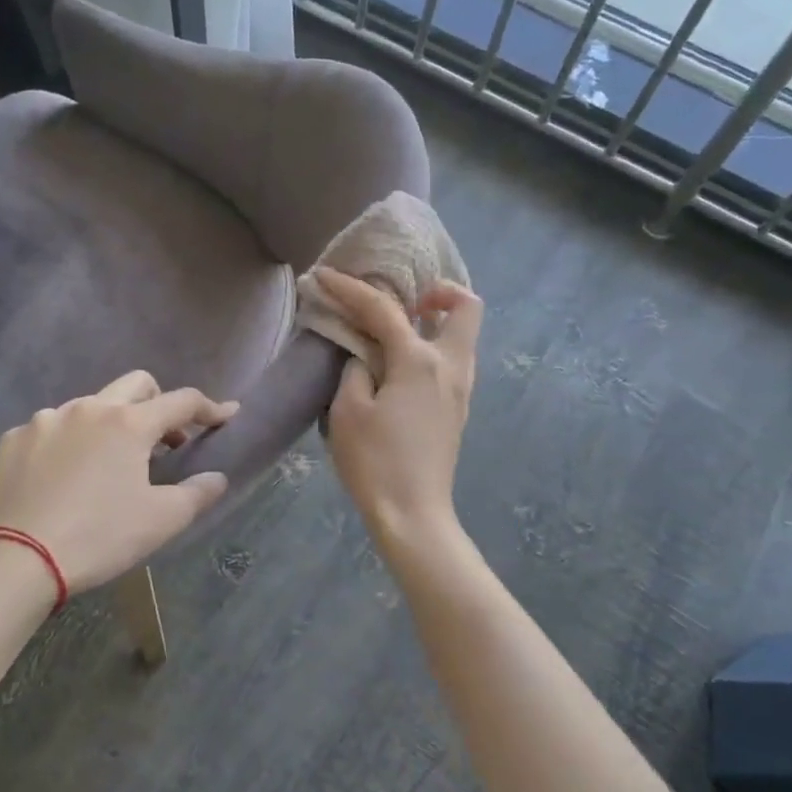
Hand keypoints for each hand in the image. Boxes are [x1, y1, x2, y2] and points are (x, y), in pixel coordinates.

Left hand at [0, 372, 238, 592]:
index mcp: (129, 423)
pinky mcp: (14, 439)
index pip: (182, 401)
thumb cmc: (101, 537)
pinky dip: (68, 442)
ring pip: (91, 405)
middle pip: (137, 385)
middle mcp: (88, 408)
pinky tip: (65, 475)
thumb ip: (198, 493)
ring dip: (110, 424)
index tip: (226, 414)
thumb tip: (217, 478)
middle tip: (165, 439)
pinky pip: (52, 428)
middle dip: (159, 403)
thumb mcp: (162, 520)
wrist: (19, 561)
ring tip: (109, 462)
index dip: (210, 408)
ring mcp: (46, 420)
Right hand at [317, 268, 481, 546]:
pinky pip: (454, 360)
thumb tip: (366, 355)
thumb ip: (356, 369)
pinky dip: (434, 347)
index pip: (384, 310)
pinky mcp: (458, 410)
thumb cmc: (376, 462)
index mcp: (420, 362)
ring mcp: (460, 390)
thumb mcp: (348, 411)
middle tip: (404, 301)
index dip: (351, 288)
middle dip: (438, 292)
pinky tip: (402, 365)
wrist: (413, 515)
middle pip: (466, 308)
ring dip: (437, 321)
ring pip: (464, 336)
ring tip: (398, 330)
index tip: (324, 276)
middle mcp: (451, 366)